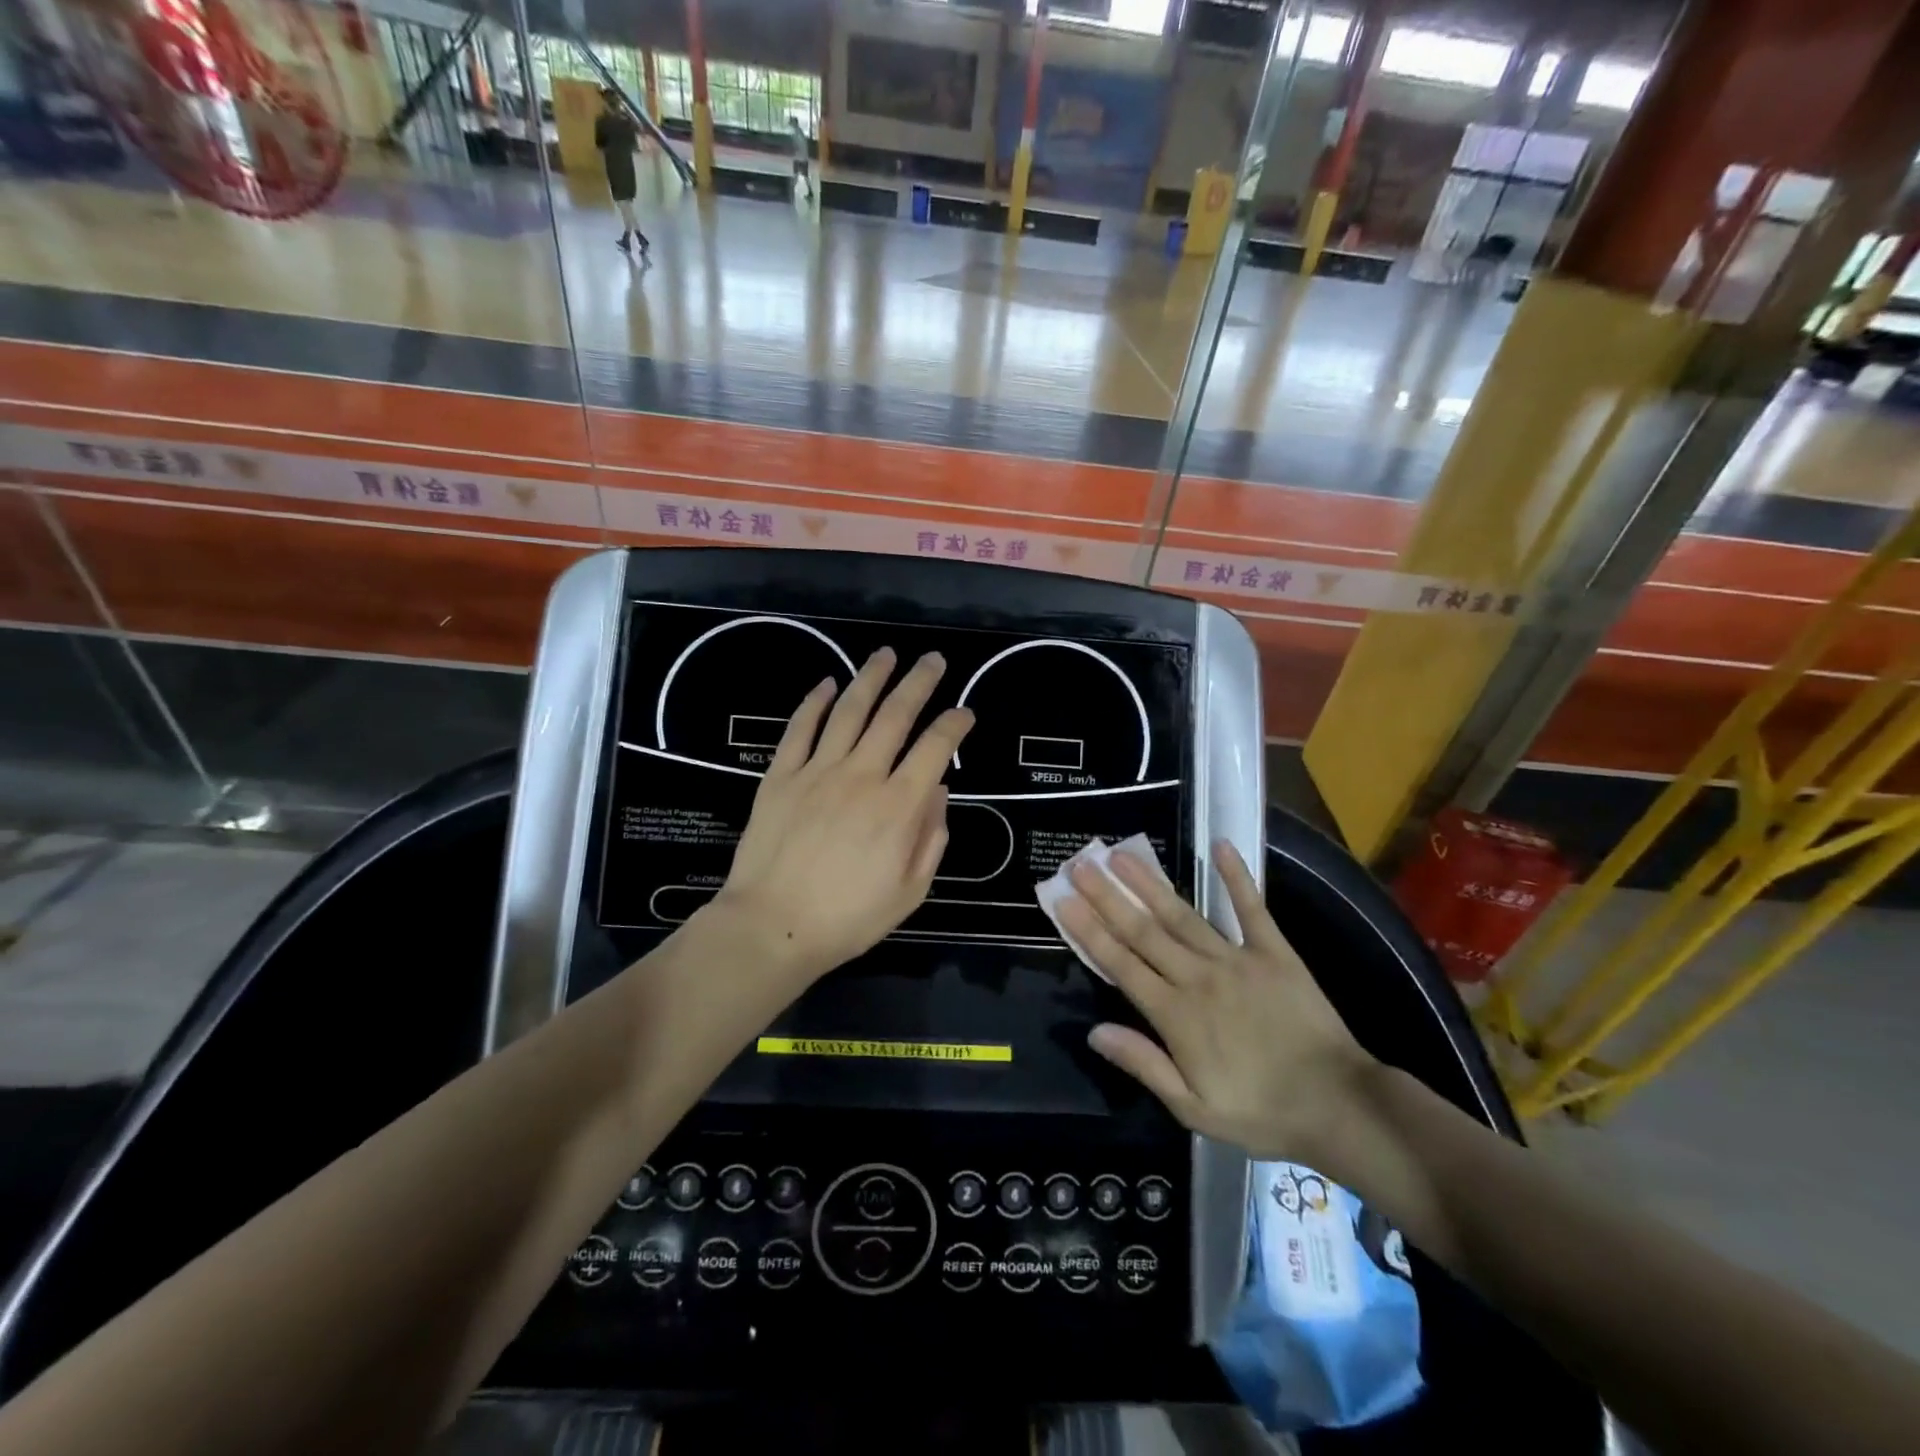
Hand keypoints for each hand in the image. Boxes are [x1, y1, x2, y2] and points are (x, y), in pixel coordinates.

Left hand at [711, 647, 972, 987]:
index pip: (936, 747)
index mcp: (899, 805)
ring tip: (886, 655)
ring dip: (871, 677)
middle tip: (933, 659)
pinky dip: (815, 702)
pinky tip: (828, 684)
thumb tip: (939, 790)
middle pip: (896, 714)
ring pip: (850, 710)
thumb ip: (931, 836)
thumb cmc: (849, 917)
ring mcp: (817, 771)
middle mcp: (863, 775)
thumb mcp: (911, 890)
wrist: (772, 926)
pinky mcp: (781, 775)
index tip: (965, 712)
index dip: (955, 723)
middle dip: (919, 682)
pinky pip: (800, 728)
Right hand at [1057, 841, 1376, 1161]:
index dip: (1088, 930)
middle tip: (1081, 864)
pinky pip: (1252, 909)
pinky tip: (1221, 847)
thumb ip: (1144, 1064)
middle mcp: (1198, 976)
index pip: (1121, 964)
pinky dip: (1237, 878)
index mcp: (1175, 1014)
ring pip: (1182, 914)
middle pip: (1143, 931)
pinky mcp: (1274, 952)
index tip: (1063, 900)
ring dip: (1149, 884)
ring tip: (1122, 855)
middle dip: (1108, 896)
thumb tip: (1094, 1031)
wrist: (1338, 1105)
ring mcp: (1236, 959)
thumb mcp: (1193, 1108)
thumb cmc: (1260, 1112)